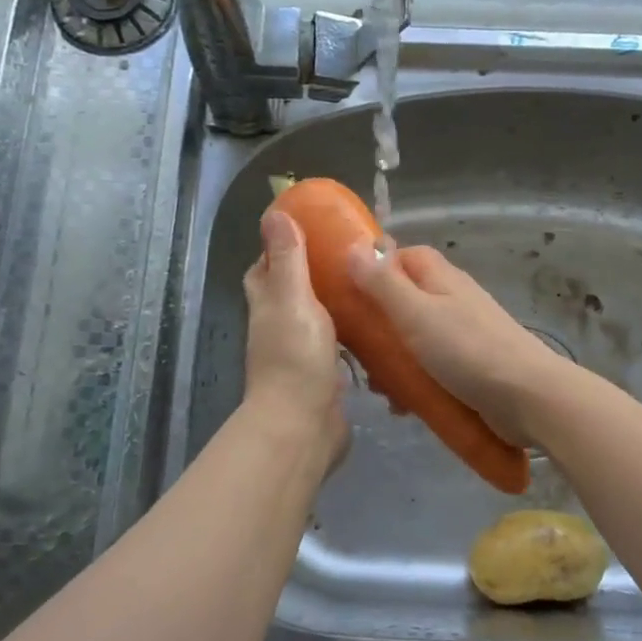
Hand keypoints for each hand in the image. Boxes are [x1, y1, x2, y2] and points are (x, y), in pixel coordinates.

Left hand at [243, 210, 346, 467]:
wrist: (303, 427)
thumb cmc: (296, 357)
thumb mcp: (292, 298)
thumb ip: (288, 258)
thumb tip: (275, 213)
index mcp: (268, 307)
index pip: (264, 270)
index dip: (279, 249)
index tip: (310, 231)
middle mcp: (279, 330)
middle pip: (290, 294)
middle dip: (312, 275)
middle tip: (349, 258)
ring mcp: (300, 357)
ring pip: (315, 322)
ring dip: (335, 306)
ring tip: (370, 287)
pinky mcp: (323, 379)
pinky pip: (337, 349)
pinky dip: (351, 337)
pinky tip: (377, 329)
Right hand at [347, 241, 572, 445]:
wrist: (527, 398)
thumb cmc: (468, 350)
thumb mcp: (416, 313)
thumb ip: (383, 283)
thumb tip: (353, 247)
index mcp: (441, 278)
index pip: (403, 256)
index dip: (374, 268)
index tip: (346, 292)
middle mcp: (453, 300)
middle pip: (404, 301)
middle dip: (377, 326)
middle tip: (357, 352)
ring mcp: (463, 335)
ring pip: (415, 340)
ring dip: (393, 362)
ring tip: (380, 389)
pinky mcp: (470, 368)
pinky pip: (431, 369)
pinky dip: (414, 383)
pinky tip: (403, 406)